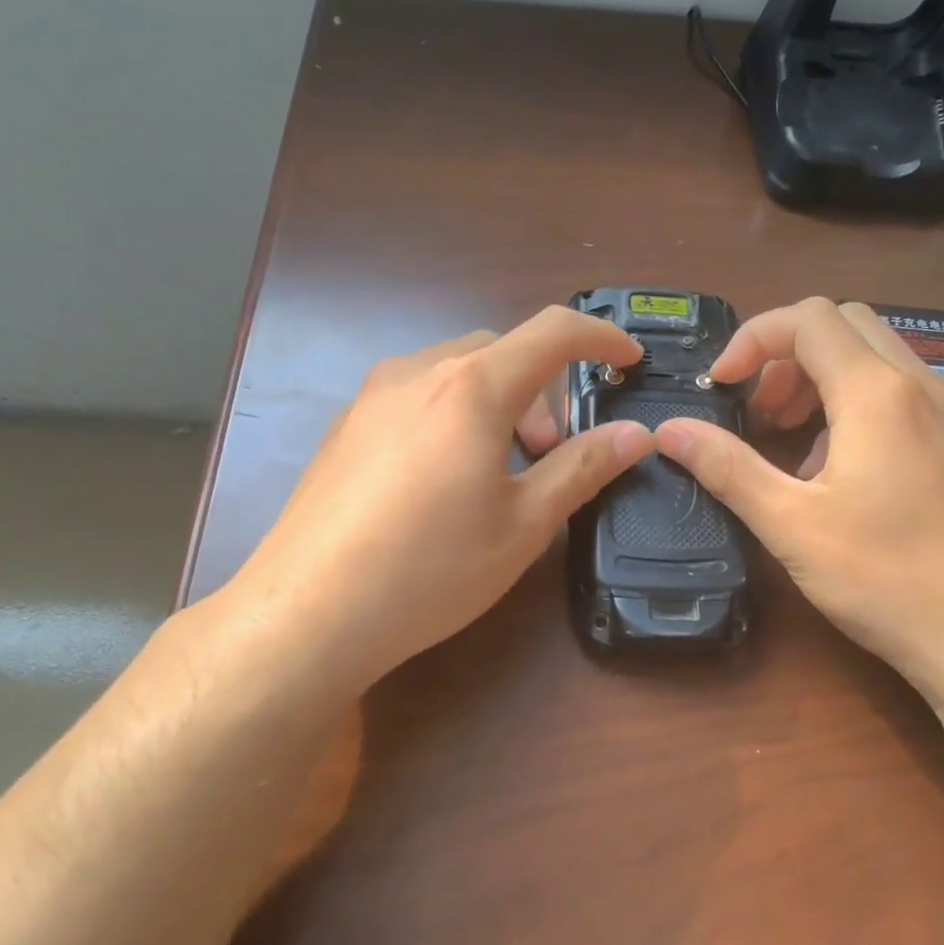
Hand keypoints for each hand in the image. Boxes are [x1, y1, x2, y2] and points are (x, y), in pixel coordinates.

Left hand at [220, 306, 652, 688]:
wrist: (308, 613)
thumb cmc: (431, 568)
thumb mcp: (524, 523)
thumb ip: (583, 467)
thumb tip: (635, 434)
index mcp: (472, 386)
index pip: (553, 332)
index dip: (601, 337)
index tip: (628, 360)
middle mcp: (418, 372)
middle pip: (501, 351)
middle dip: (543, 390)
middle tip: (549, 453)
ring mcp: (372, 395)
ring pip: (455, 372)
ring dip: (496, 402)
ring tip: (497, 470)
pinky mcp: (345, 425)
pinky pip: (417, 396)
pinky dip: (454, 414)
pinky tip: (442, 480)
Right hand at [653, 298, 943, 713]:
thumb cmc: (888, 579)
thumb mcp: (791, 524)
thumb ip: (727, 468)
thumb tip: (668, 430)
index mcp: (877, 392)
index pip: (808, 319)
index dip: (752, 339)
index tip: (720, 386)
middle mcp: (920, 386)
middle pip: (844, 325)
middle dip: (787, 354)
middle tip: (757, 409)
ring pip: (875, 356)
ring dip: (820, 377)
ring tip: (789, 437)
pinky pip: (899, 392)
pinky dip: (854, 403)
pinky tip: (836, 468)